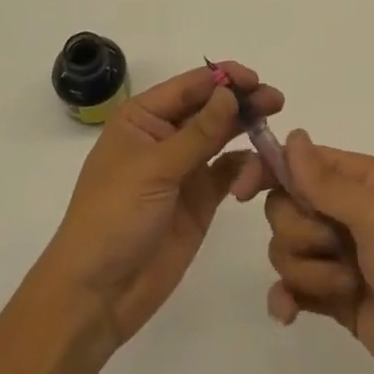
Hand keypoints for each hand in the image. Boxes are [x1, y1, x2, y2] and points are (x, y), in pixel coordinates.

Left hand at [41, 64, 281, 349]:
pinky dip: (247, 168)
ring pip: (224, 137)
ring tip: (273, 134)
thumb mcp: (154, 169)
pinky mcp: (200, 200)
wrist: (97, 294)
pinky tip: (259, 174)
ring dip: (248, 131)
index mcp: (142, 118)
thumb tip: (230, 92)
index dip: (223, 78)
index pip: (189, 86)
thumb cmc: (113, 217)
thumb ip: (198, 133)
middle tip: (276, 101)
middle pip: (210, 108)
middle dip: (242, 102)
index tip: (255, 79)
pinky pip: (230, 172)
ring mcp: (184, 168)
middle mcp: (165, 136)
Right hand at [247, 133, 373, 373]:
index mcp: (359, 180)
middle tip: (336, 248)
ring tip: (347, 289)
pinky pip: (292, 288)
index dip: (267, 170)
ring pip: (286, 249)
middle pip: (284, 207)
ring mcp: (339, 256)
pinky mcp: (336, 299)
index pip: (298, 161)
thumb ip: (326, 181)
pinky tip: (290, 315)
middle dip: (300, 233)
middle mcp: (345, 212)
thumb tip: (293, 135)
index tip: (242, 192)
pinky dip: (287, 299)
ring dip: (308, 272)